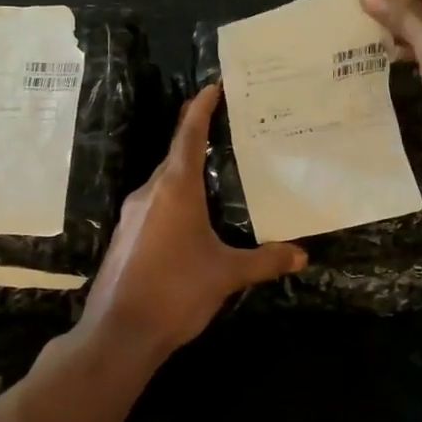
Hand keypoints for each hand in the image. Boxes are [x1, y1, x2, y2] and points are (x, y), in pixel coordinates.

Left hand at [79, 83, 306, 359]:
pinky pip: (154, 208)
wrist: (119, 333)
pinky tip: (192, 225)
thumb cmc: (176, 292)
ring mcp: (131, 216)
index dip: (201, 109)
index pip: (188, 136)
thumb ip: (265, 261)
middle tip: (230, 139)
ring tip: (217, 181)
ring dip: (187, 178)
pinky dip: (175, 203)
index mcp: (175, 190)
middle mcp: (149, 194)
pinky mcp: (124, 238)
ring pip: (164, 186)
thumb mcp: (227, 274)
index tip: (212, 88)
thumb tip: (302, 254)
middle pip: (175, 159)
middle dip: (199, 144)